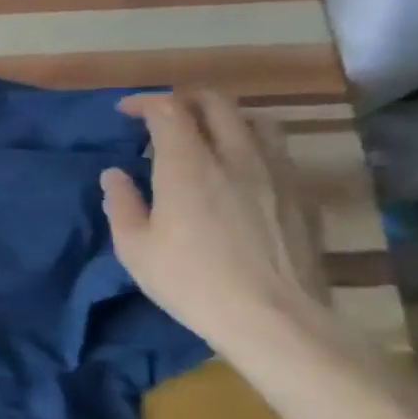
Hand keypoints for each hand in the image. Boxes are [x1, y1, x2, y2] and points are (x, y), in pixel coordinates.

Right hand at [100, 91, 329, 356]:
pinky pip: (277, 151)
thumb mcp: (135, 248)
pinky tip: (242, 172)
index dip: (144, 102)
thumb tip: (115, 175)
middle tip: (165, 115)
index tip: (125, 112)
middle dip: (185, 99)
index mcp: (188, 164)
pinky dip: (252, 145)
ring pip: (255, 120)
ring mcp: (276, 172)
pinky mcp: (301, 195)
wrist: (274, 319)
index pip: (168, 109)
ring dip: (225, 117)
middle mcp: (235, 155)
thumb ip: (121, 203)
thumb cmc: (191, 281)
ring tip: (208, 136)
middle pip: (216, 102)